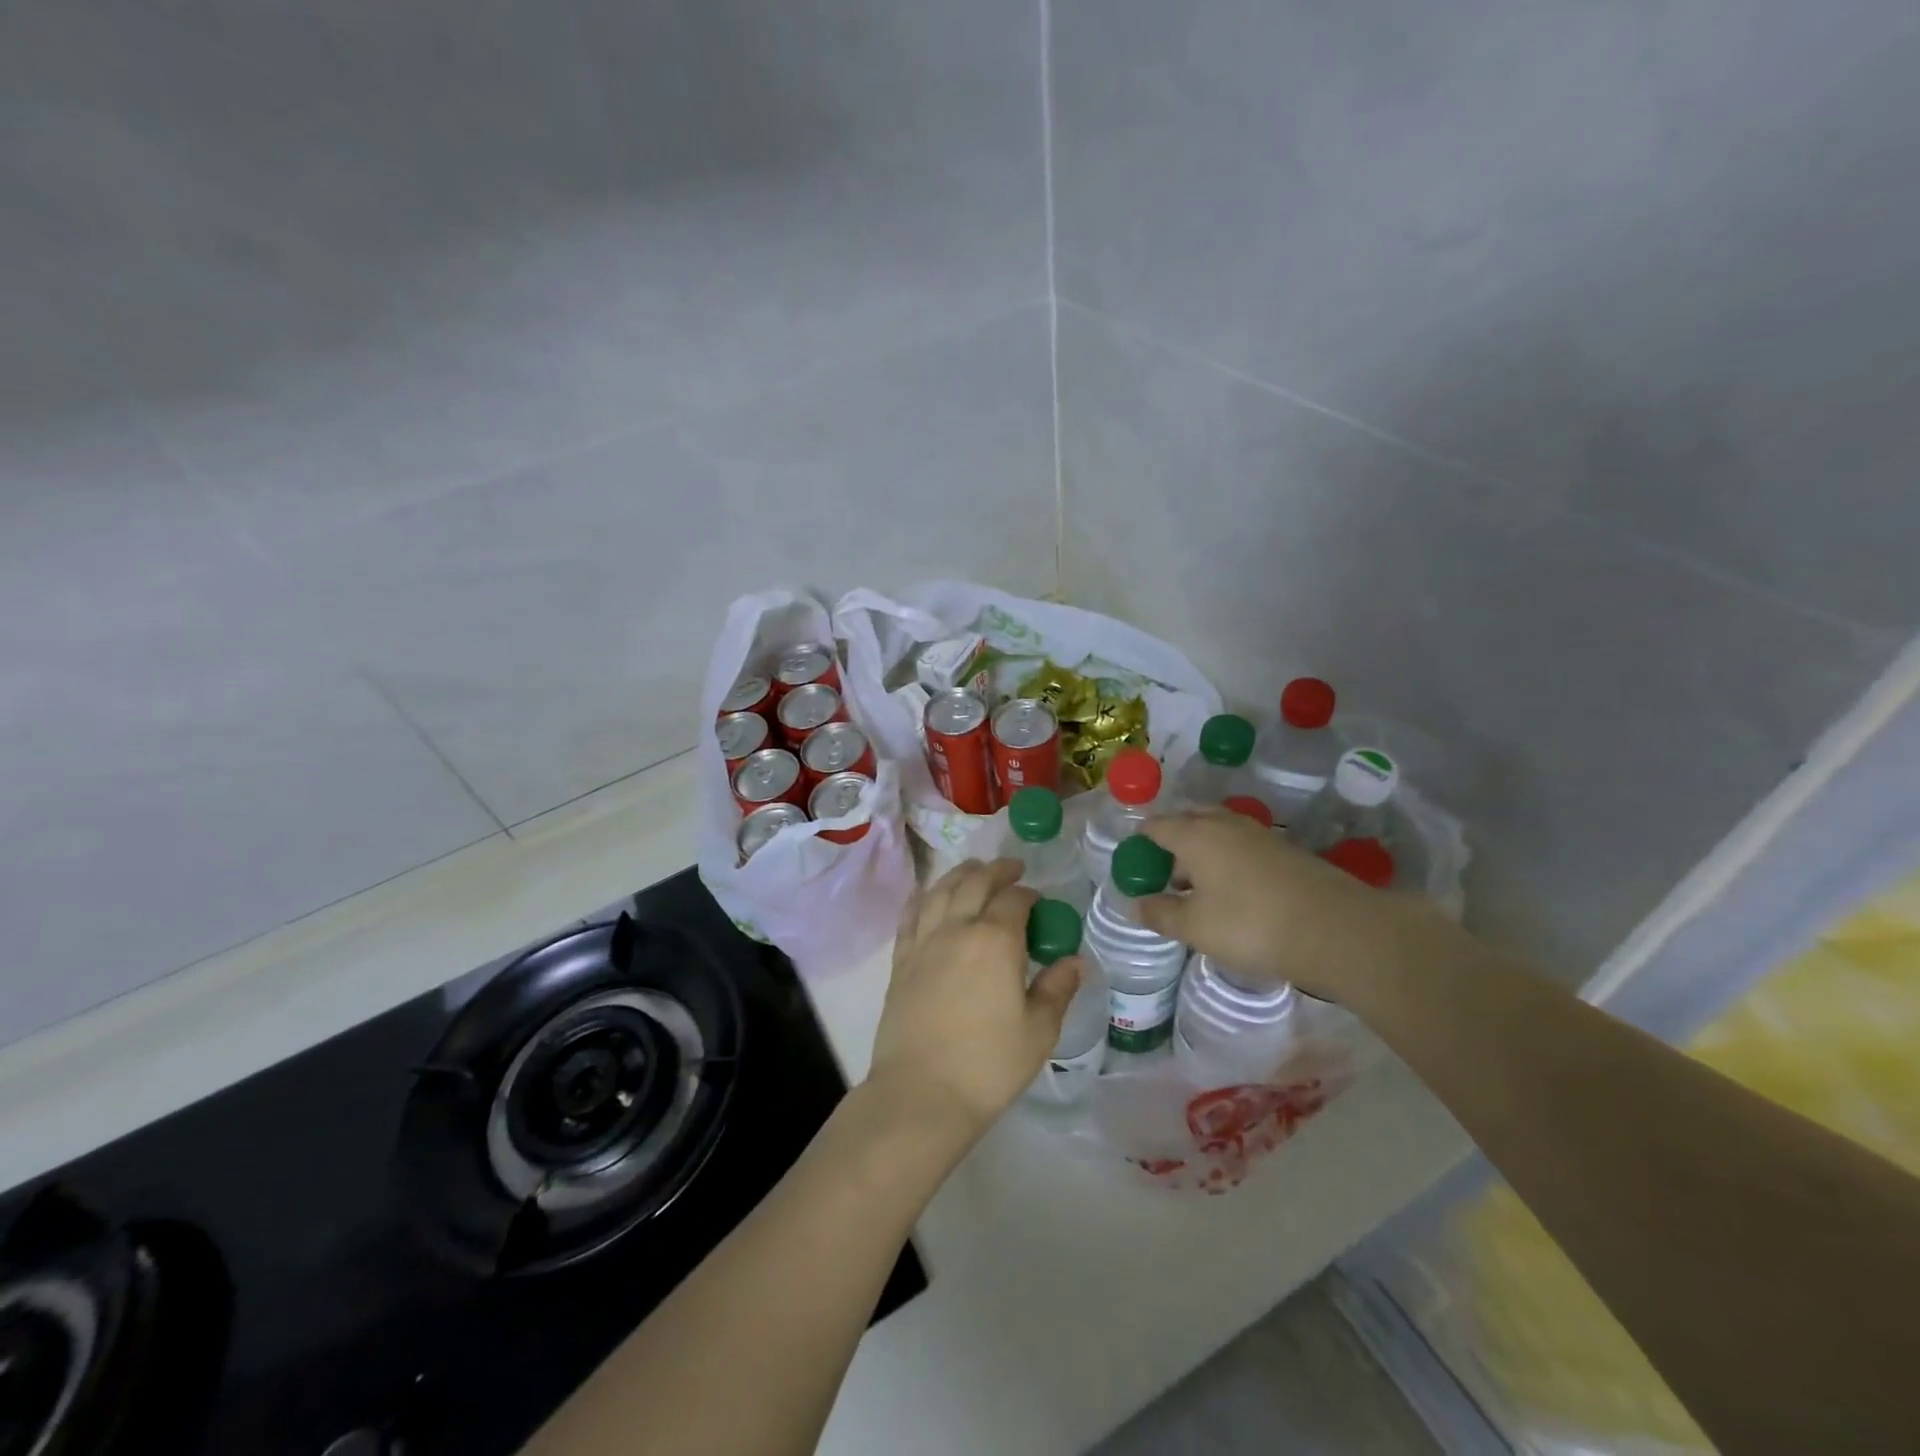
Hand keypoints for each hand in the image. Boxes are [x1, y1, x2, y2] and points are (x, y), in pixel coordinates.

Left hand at [867, 859, 1082, 1141]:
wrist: (921, 1093)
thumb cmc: (988, 1065)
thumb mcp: (1038, 1032)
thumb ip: (1057, 990)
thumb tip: (1074, 961)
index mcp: (995, 941)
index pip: (1014, 900)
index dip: (1028, 893)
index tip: (1038, 899)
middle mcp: (957, 929)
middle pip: (975, 883)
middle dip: (996, 871)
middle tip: (1011, 869)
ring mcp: (924, 941)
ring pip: (940, 890)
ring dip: (960, 874)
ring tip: (973, 870)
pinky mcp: (901, 960)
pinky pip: (911, 914)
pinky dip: (925, 896)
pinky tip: (930, 896)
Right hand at [1138, 809, 1440, 1002]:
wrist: (1337, 930)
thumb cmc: (1251, 925)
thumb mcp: (1195, 927)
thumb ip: (1160, 913)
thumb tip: (1135, 904)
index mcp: (1195, 834)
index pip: (1155, 826)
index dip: (1139, 845)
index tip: (1133, 870)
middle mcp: (1225, 824)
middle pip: (1187, 821)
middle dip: (1170, 843)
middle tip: (1163, 876)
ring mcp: (1259, 835)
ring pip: (1217, 832)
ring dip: (1200, 852)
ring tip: (1195, 888)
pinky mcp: (1285, 851)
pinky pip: (1240, 846)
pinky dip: (1226, 861)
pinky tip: (1231, 892)